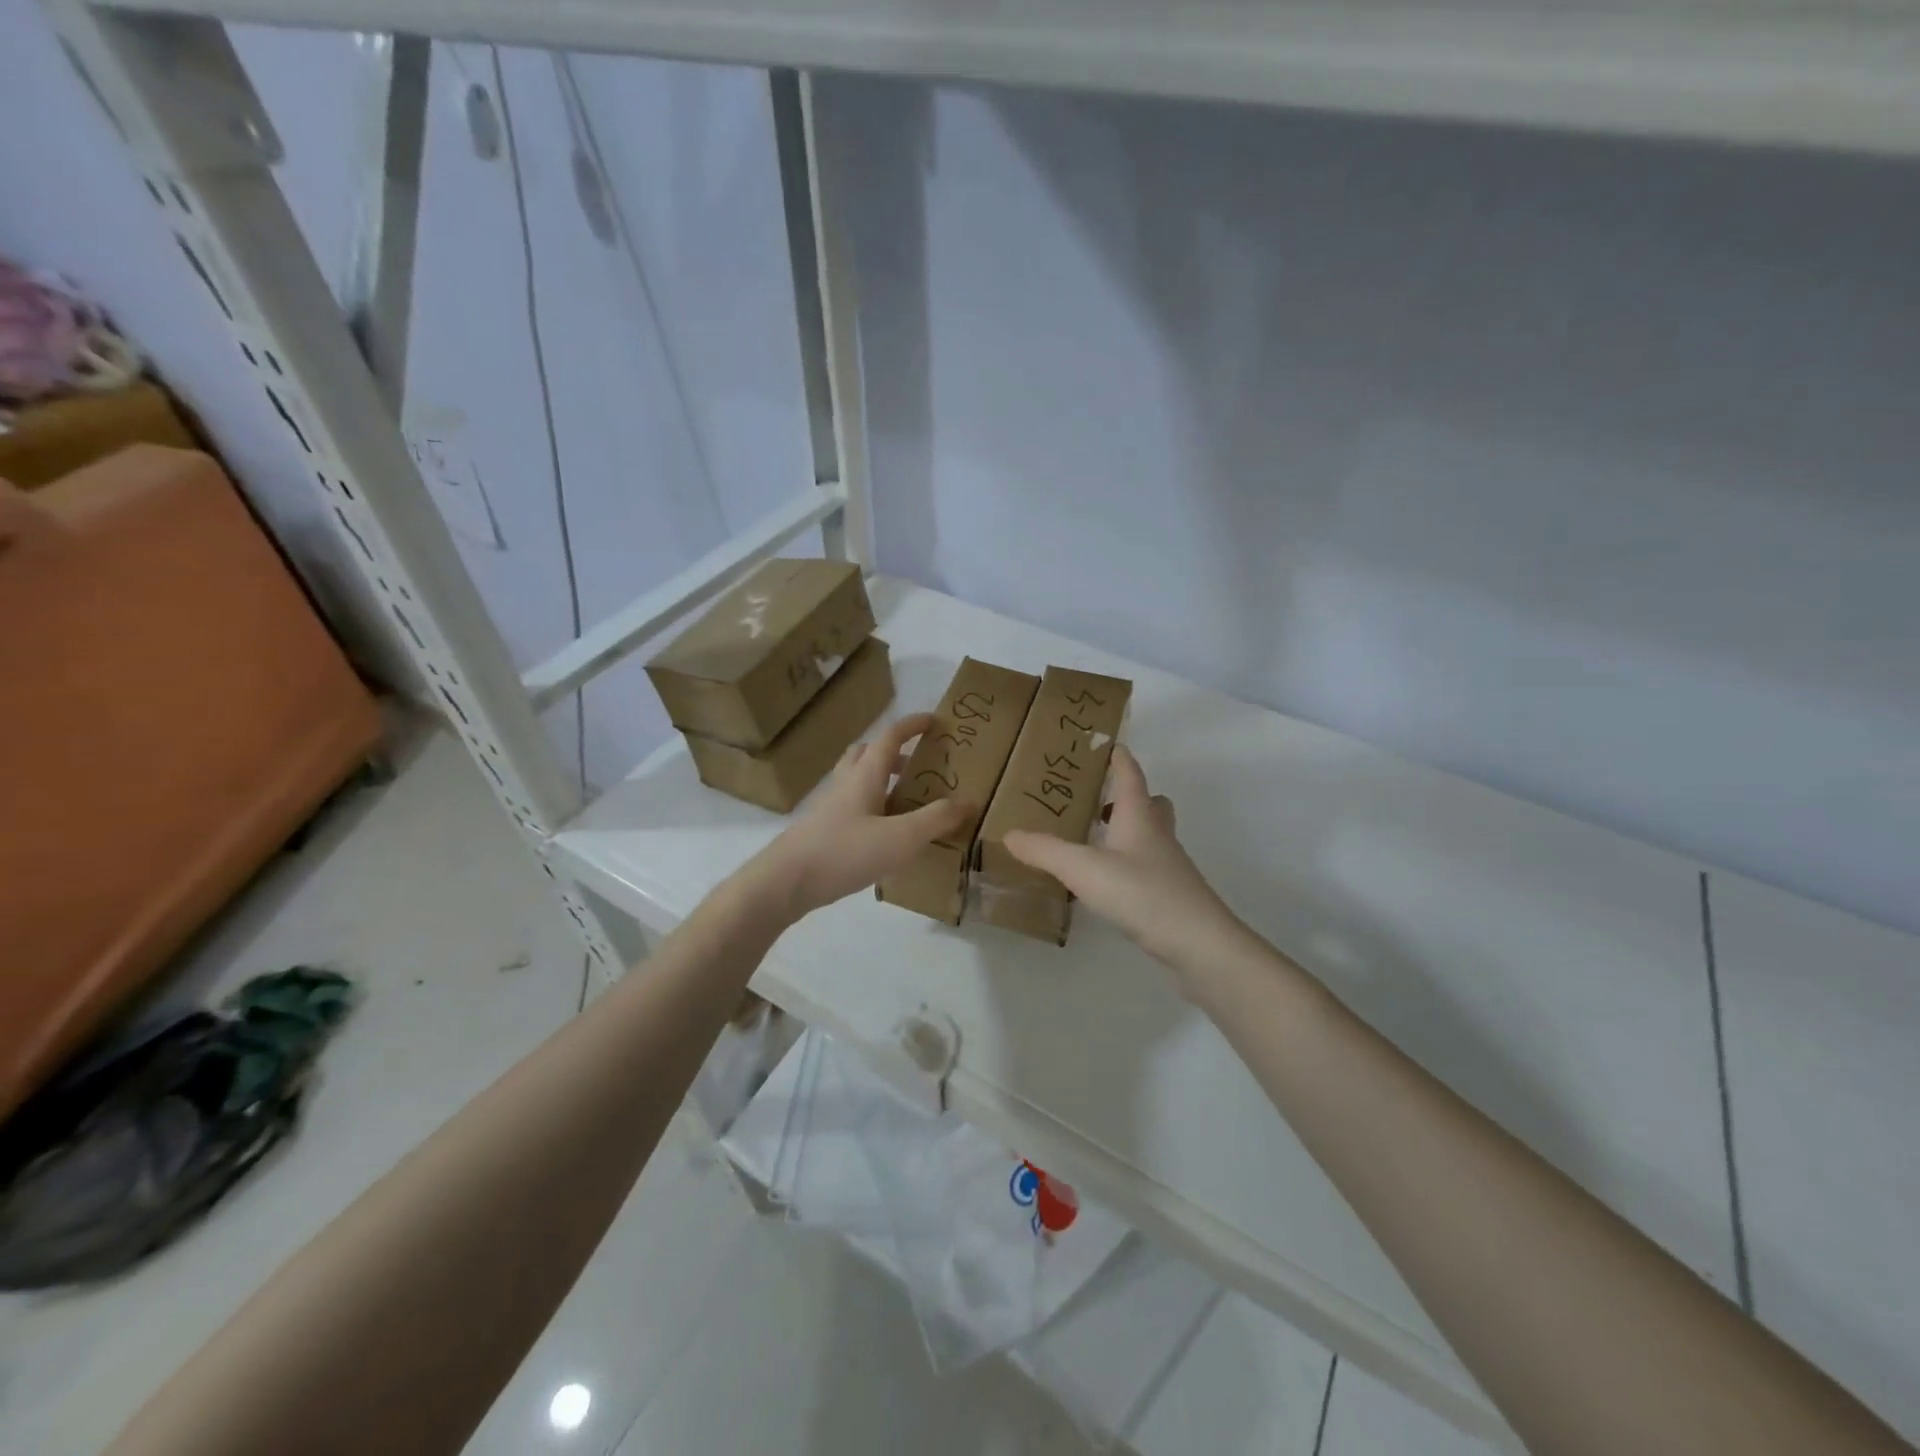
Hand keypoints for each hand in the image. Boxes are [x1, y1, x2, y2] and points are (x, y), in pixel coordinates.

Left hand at [745, 713, 969, 920]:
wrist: (786, 881)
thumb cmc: (846, 852)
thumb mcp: (902, 837)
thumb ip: (937, 819)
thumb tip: (969, 801)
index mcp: (865, 775)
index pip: (890, 737)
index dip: (912, 725)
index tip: (934, 721)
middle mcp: (845, 784)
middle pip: (866, 754)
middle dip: (892, 752)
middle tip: (917, 765)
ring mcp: (830, 808)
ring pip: (856, 780)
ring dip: (880, 780)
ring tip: (905, 800)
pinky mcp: (822, 831)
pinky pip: (851, 807)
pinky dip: (871, 808)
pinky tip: (883, 834)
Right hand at [1004, 745, 1243, 978]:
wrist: (1198, 943)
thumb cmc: (1141, 893)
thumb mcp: (1083, 869)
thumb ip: (1045, 850)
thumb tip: (1009, 834)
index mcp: (1139, 816)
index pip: (1130, 775)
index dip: (1120, 758)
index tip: (1109, 744)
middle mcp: (1157, 835)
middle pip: (1150, 804)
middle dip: (1127, 796)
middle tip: (1097, 800)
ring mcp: (1168, 866)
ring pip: (1149, 836)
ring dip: (1126, 831)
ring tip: (1094, 841)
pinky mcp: (1171, 895)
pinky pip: (1147, 867)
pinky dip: (1128, 864)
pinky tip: (1107, 882)